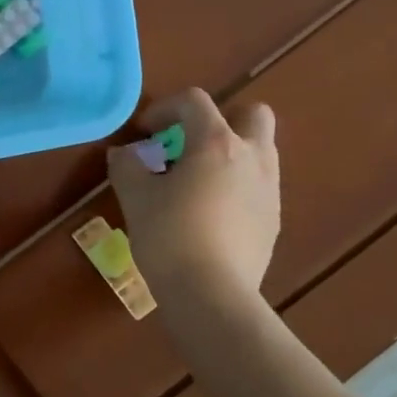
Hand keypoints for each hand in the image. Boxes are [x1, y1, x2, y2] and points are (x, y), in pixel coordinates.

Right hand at [106, 89, 281, 306]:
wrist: (212, 295)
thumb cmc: (169, 236)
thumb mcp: (135, 197)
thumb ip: (127, 166)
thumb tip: (124, 154)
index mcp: (217, 143)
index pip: (195, 101)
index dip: (164, 108)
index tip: (144, 133)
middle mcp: (252, 157)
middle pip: (251, 114)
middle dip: (221, 121)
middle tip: (189, 146)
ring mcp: (269, 190)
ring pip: (259, 152)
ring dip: (229, 154)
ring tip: (196, 183)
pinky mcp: (273, 221)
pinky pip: (257, 187)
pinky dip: (236, 187)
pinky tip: (209, 216)